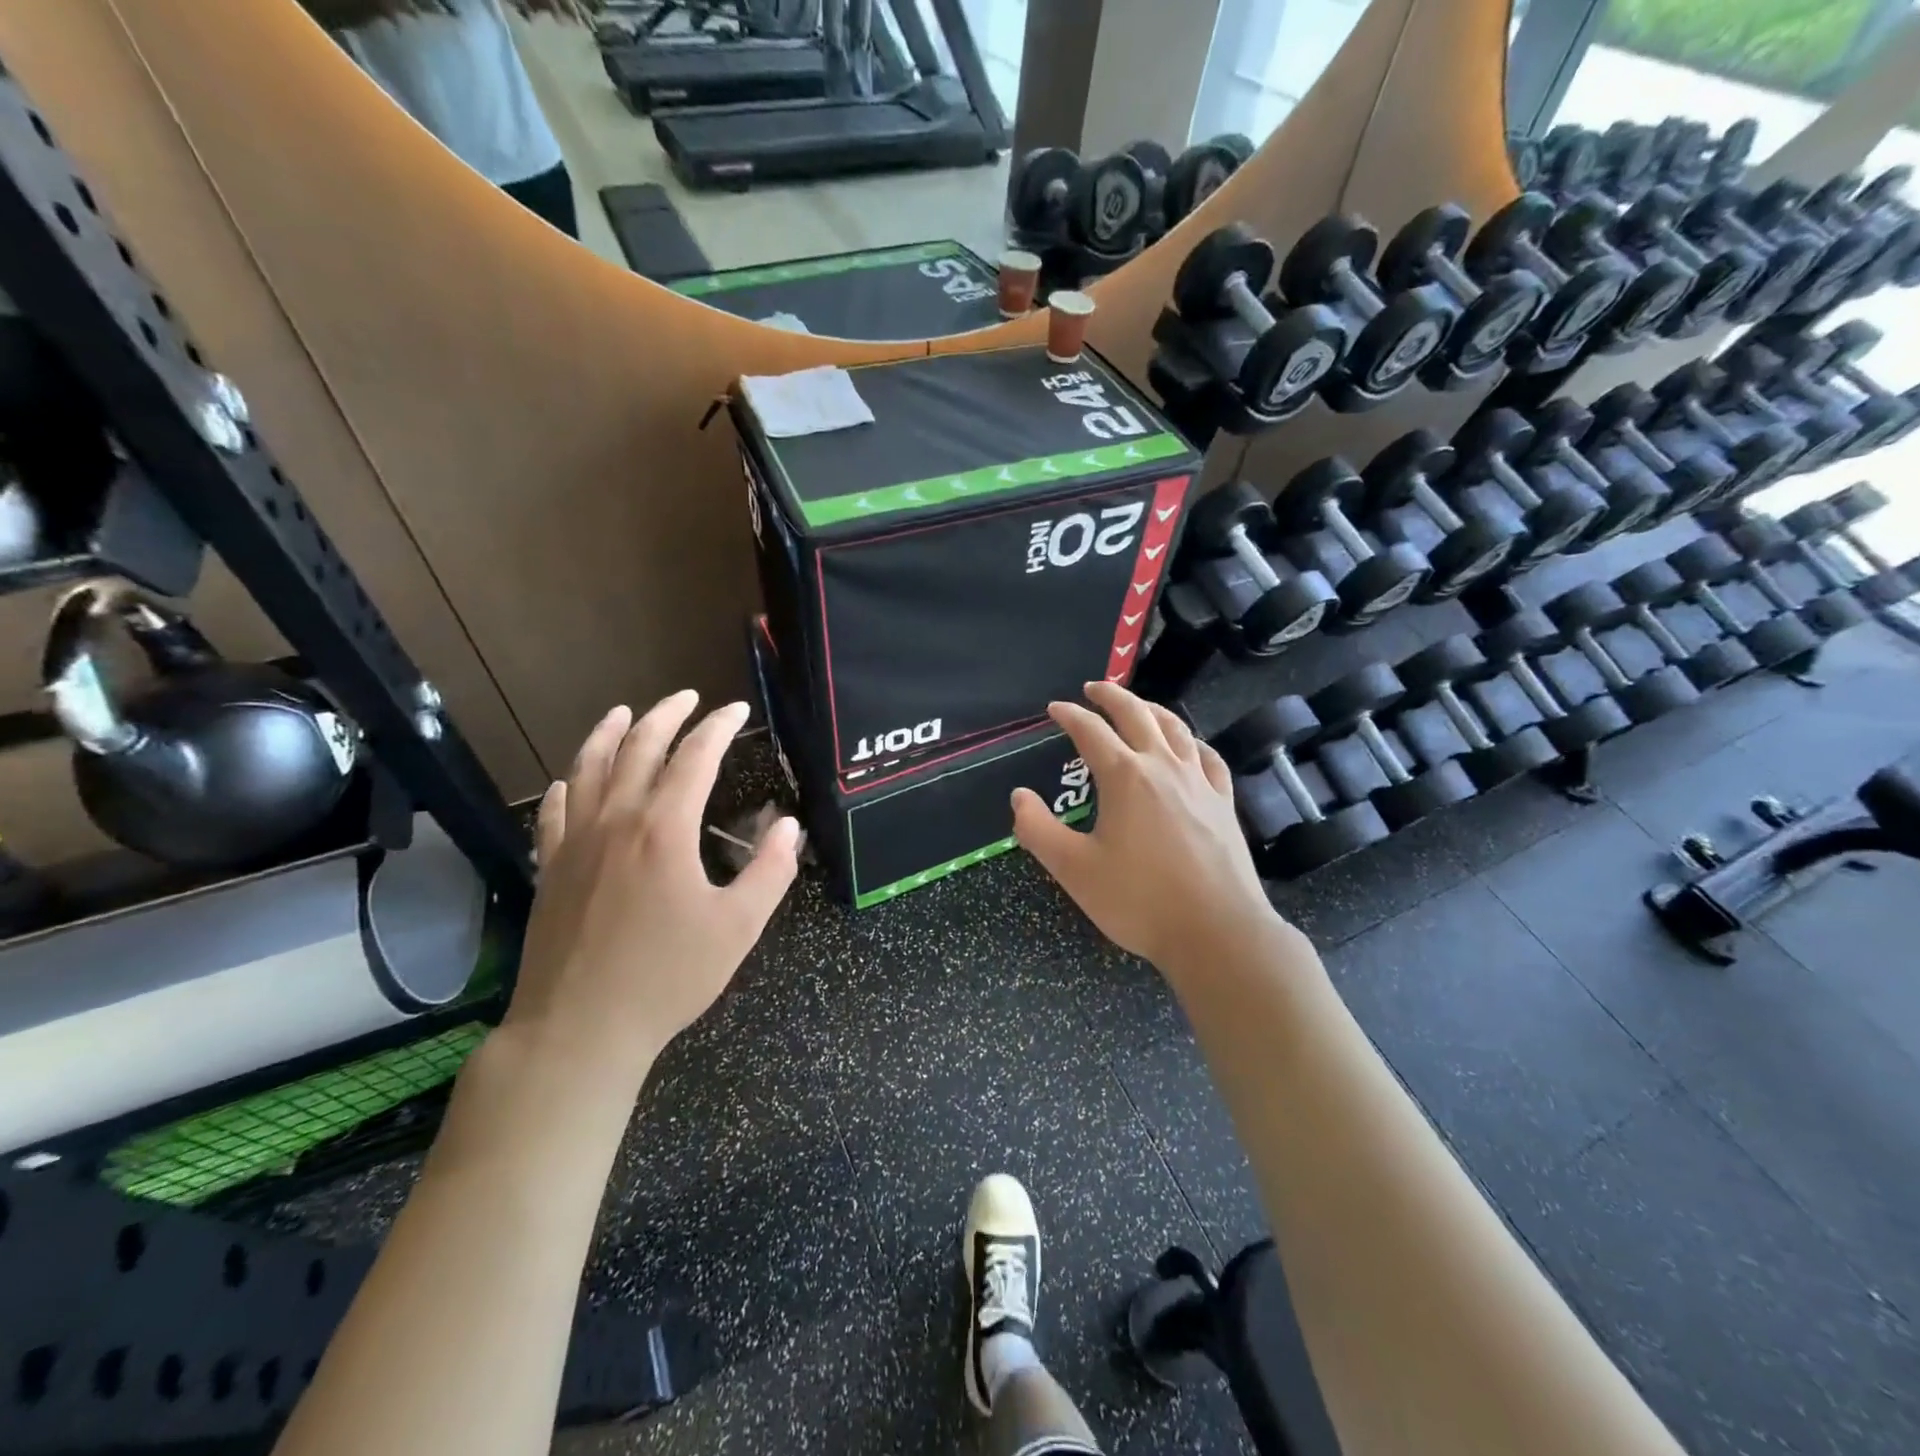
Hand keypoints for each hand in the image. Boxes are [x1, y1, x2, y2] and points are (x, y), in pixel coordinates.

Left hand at [505, 692, 799, 1085]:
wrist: (579, 1030)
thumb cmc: (667, 977)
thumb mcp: (739, 927)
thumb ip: (771, 870)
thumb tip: (788, 825)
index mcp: (663, 829)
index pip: (694, 756)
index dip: (718, 727)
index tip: (737, 710)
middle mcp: (616, 821)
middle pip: (638, 748)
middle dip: (666, 715)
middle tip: (688, 698)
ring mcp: (575, 843)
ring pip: (588, 768)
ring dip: (608, 734)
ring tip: (624, 713)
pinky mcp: (550, 869)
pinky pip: (554, 811)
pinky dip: (567, 784)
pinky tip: (570, 779)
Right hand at [1011, 682, 1279, 973]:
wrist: (1216, 931)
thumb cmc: (1139, 900)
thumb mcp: (1074, 870)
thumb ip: (1038, 830)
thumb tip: (1019, 796)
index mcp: (1124, 777)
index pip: (1090, 731)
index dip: (1069, 714)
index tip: (1054, 708)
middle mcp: (1163, 767)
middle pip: (1137, 714)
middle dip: (1111, 697)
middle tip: (1093, 689)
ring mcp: (1199, 782)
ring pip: (1175, 728)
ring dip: (1152, 709)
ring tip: (1138, 705)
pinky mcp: (1223, 802)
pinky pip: (1207, 757)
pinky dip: (1191, 741)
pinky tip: (1189, 746)